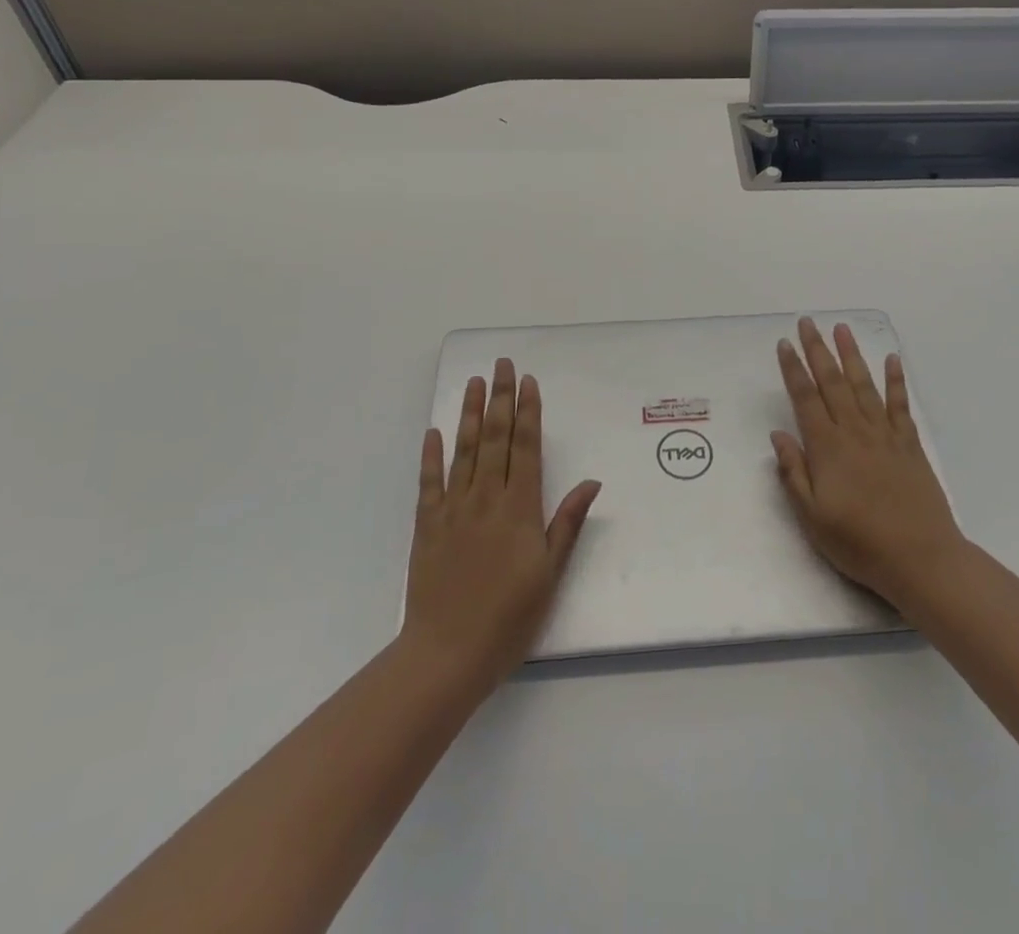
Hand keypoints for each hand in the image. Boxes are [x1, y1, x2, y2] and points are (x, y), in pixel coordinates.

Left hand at [402, 359, 600, 697]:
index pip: (525, 447)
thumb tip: (591, 482)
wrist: (448, 654)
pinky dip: (432, 455)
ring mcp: (453, 509)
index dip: (527, 412)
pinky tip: (435, 431)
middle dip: (500, 398)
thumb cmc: (509, 618)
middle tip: (502, 365)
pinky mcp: (427, 526)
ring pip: (464, 450)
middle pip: (495, 438)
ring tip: (474, 382)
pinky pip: (429, 482)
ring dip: (470, 414)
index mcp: (519, 508)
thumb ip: (567, 524)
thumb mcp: (550, 574)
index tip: (528, 382)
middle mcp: (486, 498)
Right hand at [771, 319, 965, 607]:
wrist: (921, 559)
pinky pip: (900, 405)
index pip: (805, 398)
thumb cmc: (859, 543)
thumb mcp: (812, 517)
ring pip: (864, 385)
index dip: (793, 369)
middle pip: (833, 382)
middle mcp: (854, 432)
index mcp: (827, 448)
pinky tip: (892, 360)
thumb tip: (778, 435)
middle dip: (818, 350)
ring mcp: (885, 435)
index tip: (784, 344)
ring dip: (852, 355)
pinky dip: (896, 381)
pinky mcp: (909, 445)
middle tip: (808, 322)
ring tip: (842, 329)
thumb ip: (793, 473)